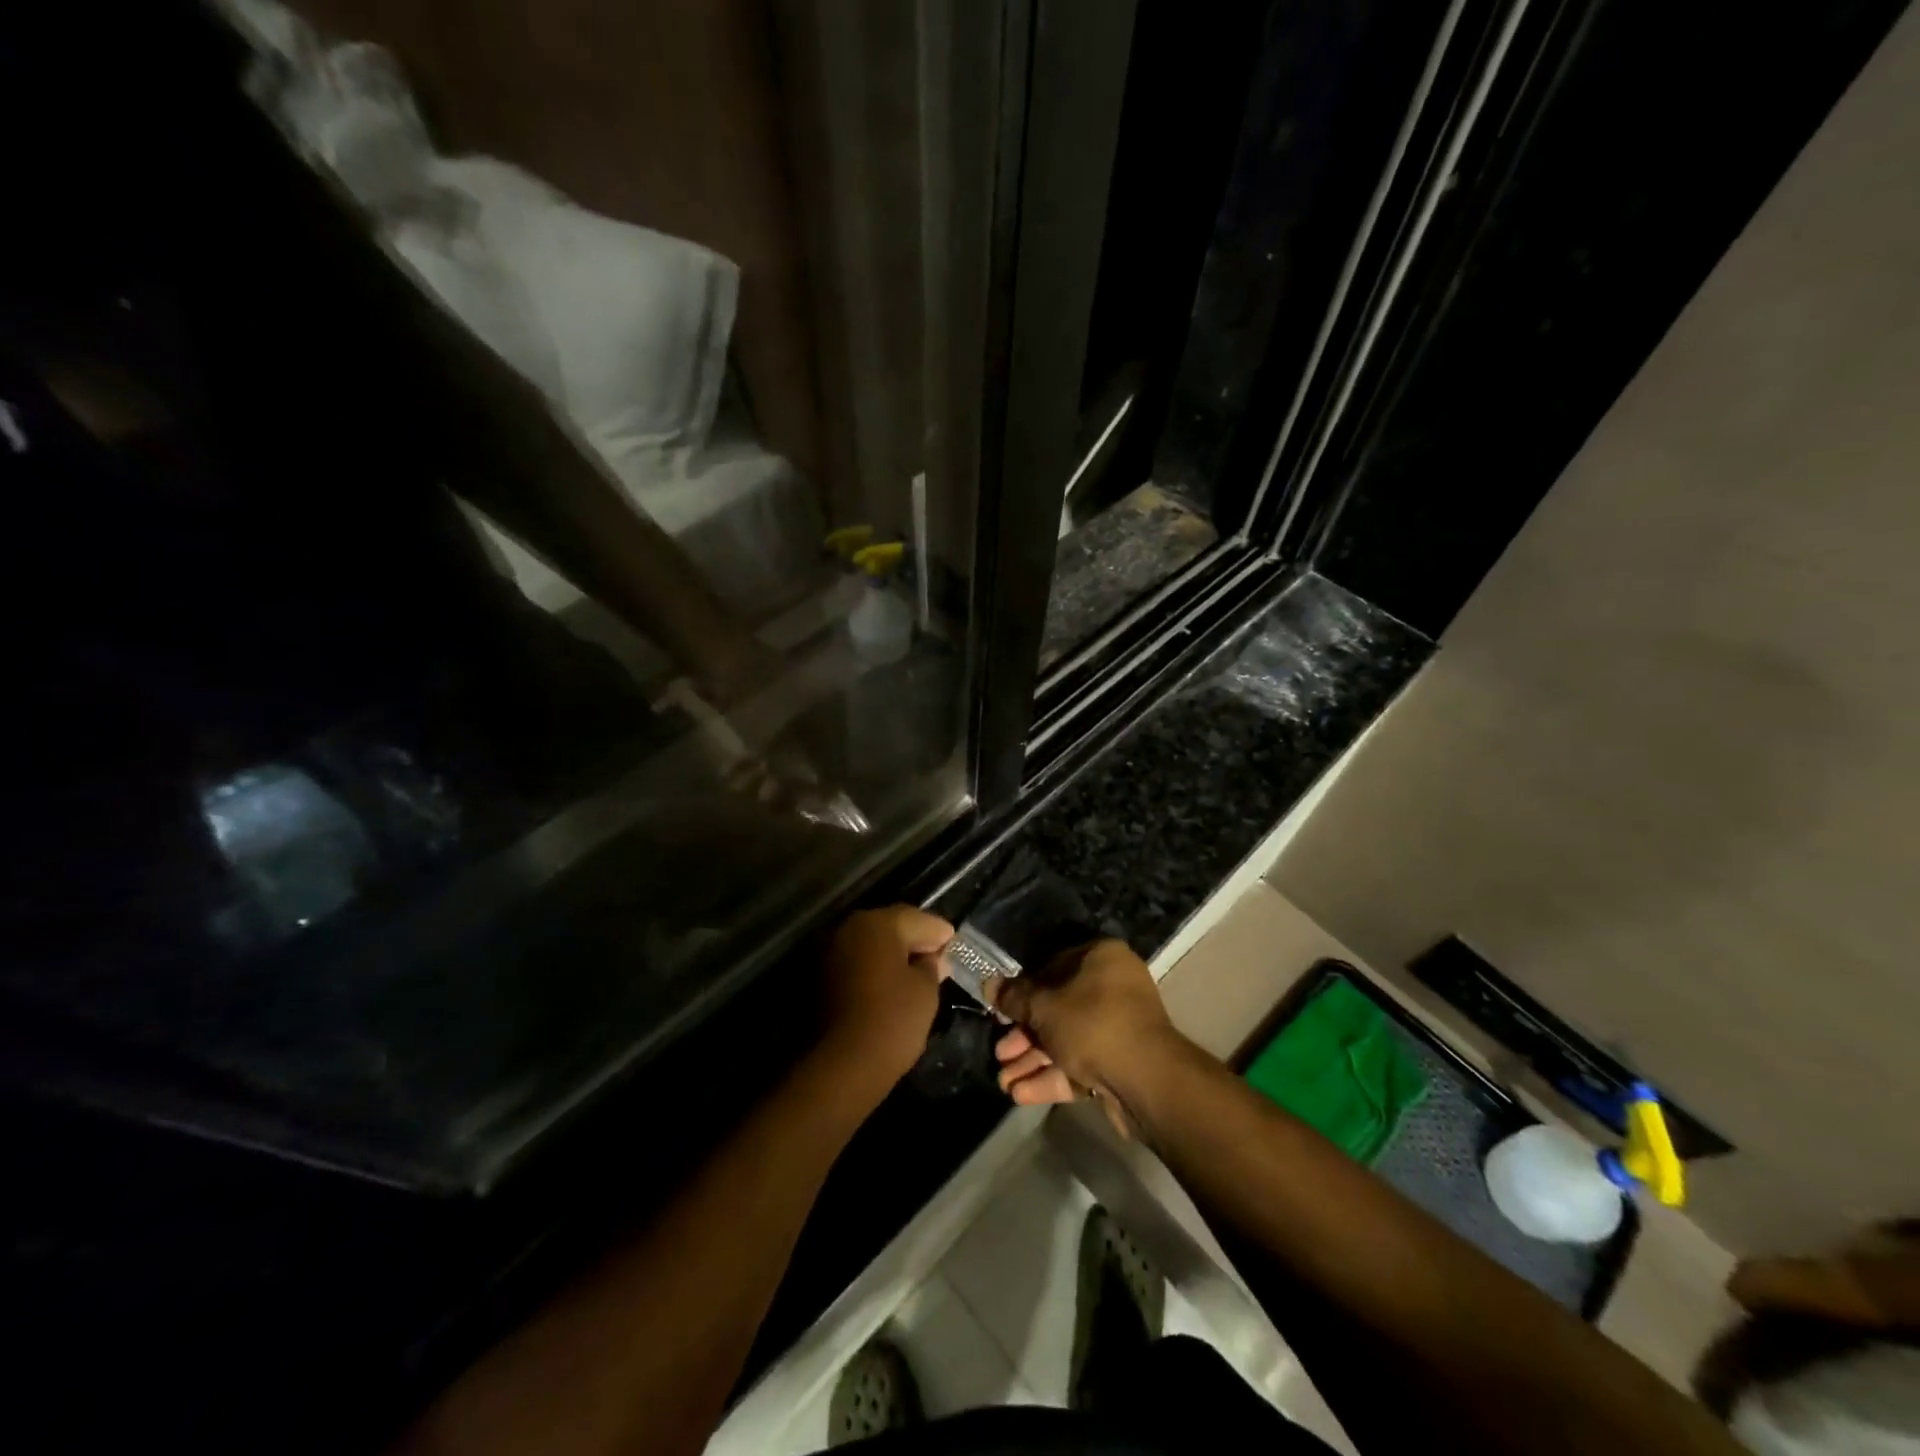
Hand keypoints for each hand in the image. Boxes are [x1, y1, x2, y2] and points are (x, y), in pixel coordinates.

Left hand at [819, 906, 952, 1089]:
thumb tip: (932, 958)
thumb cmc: (893, 1019)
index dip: (938, 931)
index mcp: (877, 923)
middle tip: (939, 955)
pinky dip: (876, 967)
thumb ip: (931, 965)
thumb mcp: (926, 989)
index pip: (916, 918)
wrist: (844, 1063)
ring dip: (894, 953)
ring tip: (918, 971)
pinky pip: (859, 962)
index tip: (954, 943)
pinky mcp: (823, 977)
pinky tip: (893, 983)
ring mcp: (832, 952)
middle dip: (916, 939)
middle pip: (891, 926)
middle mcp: (850, 929)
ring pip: (872, 944)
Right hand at [990, 939, 1183, 1135]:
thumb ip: (1014, 997)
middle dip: (1024, 1035)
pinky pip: (1080, 1064)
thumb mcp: (1043, 1006)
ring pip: (1067, 1040)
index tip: (1001, 1010)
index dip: (1022, 990)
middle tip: (1000, 1053)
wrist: (1146, 1080)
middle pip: (1058, 1008)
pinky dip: (1052, 1076)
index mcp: (1101, 958)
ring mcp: (1119, 1027)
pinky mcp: (1121, 1064)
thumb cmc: (1092, 1023)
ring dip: (1033, 1060)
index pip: (1052, 966)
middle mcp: (1113, 987)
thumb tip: (989, 984)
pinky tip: (1021, 1094)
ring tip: (1003, 1082)